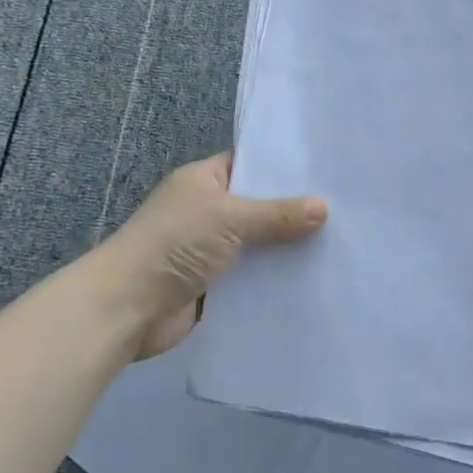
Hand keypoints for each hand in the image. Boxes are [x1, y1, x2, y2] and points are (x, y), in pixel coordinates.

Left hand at [104, 153, 327, 359]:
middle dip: (293, 211)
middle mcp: (207, 210)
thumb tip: (324, 207)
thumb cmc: (174, 244)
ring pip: (258, 243)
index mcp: (203, 180)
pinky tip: (313, 277)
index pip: (250, 164)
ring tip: (340, 242)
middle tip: (345, 208)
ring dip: (287, 248)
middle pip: (259, 206)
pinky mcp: (214, 284)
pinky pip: (253, 275)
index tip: (326, 171)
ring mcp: (210, 249)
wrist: (126, 308)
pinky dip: (275, 277)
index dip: (284, 168)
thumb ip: (278, 214)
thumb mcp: (230, 217)